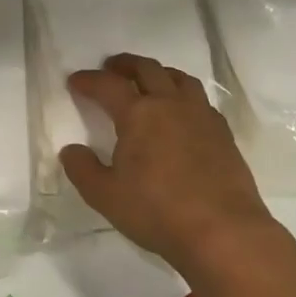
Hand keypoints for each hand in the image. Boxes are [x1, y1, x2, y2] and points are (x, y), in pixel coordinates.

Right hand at [59, 53, 278, 276]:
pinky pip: (200, 100)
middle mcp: (171, 105)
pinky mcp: (223, 134)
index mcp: (138, 114)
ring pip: (179, 79)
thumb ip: (82, 169)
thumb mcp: (104, 196)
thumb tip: (72, 150)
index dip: (88, 80)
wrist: (223, 231)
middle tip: (111, 67)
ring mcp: (201, 116)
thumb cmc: (157, 211)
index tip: (75, 81)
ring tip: (148, 81)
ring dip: (158, 73)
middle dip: (125, 64)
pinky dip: (183, 96)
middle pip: (147, 69)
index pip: (108, 85)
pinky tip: (181, 113)